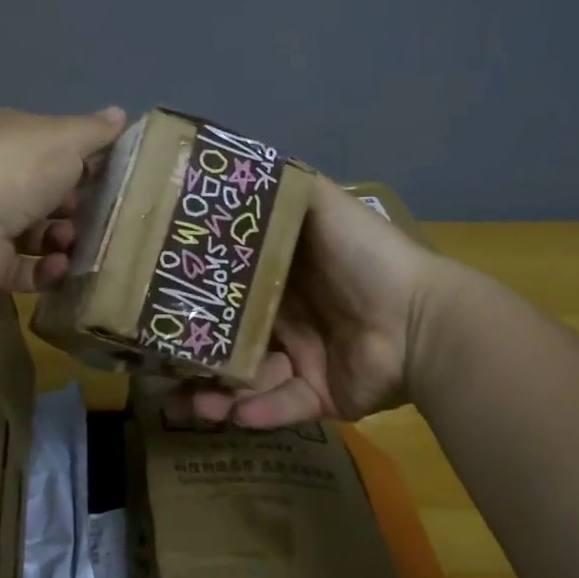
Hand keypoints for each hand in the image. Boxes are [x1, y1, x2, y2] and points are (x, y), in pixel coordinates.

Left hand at [0, 106, 126, 292]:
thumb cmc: (18, 169)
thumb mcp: (66, 138)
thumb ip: (95, 130)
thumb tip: (120, 113)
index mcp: (8, 137)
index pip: (51, 146)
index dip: (82, 160)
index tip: (110, 178)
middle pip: (46, 192)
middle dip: (77, 206)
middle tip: (99, 216)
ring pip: (38, 233)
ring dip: (64, 238)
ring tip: (72, 242)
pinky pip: (25, 267)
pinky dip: (46, 268)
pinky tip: (59, 265)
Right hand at [177, 174, 444, 426]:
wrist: (421, 319)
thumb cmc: (366, 258)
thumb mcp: (323, 206)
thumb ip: (285, 188)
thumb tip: (236, 162)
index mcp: (284, 280)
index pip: (230, 293)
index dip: (195, 302)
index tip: (156, 309)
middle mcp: (289, 320)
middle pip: (230, 343)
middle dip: (196, 361)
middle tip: (159, 375)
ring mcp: (305, 361)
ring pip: (249, 382)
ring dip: (219, 397)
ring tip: (193, 407)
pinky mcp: (321, 397)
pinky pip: (284, 408)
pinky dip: (261, 412)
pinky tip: (238, 415)